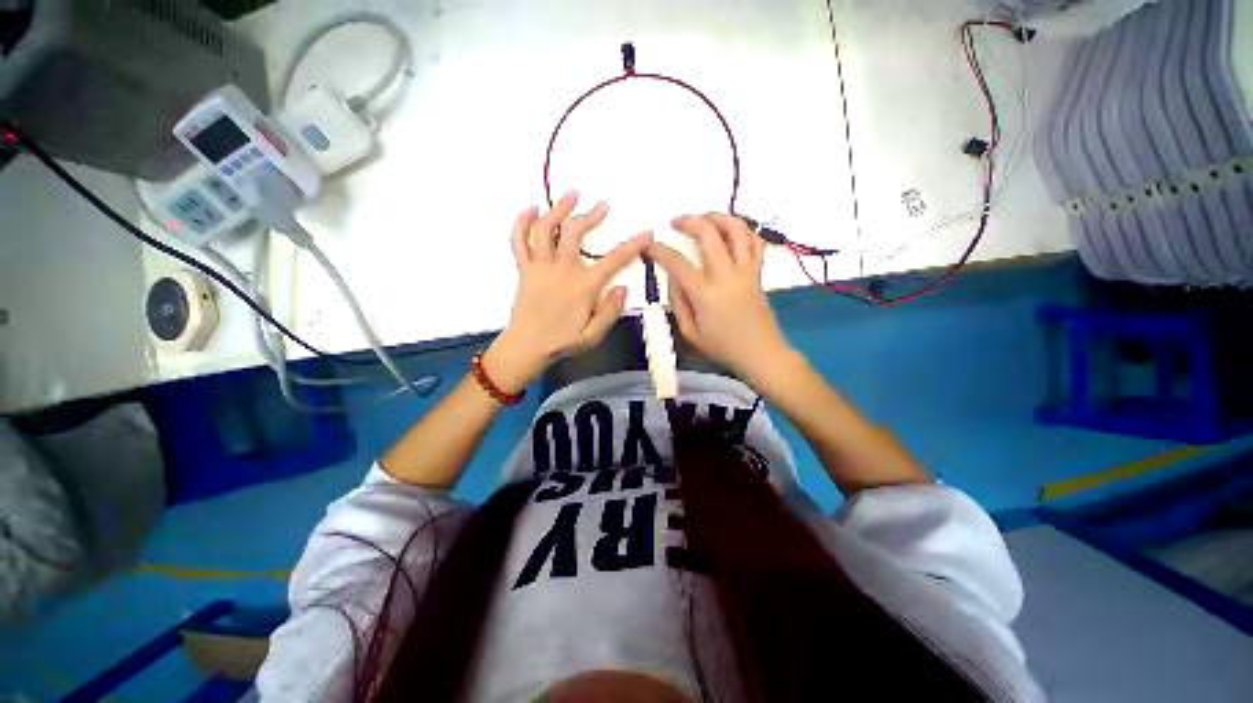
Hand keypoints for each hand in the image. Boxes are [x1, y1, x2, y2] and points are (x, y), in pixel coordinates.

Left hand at [484, 192, 651, 392]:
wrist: (526, 346)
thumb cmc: (562, 342)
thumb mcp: (593, 335)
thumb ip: (610, 312)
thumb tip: (623, 289)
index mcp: (583, 285)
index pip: (614, 260)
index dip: (633, 244)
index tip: (646, 232)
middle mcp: (562, 269)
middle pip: (576, 232)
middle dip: (591, 215)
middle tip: (602, 206)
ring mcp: (540, 266)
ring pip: (546, 228)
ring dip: (559, 208)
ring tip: (572, 195)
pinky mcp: (524, 269)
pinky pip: (519, 240)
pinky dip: (522, 222)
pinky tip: (531, 209)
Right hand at [646, 213, 795, 384]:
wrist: (761, 353)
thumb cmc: (722, 347)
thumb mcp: (690, 332)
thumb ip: (678, 302)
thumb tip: (673, 276)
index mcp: (705, 293)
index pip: (677, 263)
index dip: (659, 250)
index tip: (649, 245)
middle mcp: (726, 275)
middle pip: (709, 233)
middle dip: (689, 221)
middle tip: (676, 222)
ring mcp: (746, 270)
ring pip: (736, 229)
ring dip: (718, 216)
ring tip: (704, 217)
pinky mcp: (758, 272)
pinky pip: (755, 242)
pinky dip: (743, 230)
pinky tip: (731, 230)